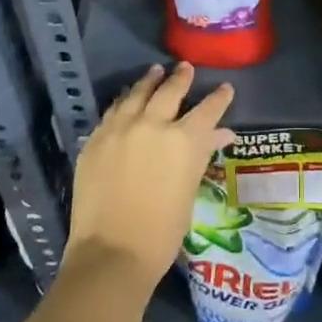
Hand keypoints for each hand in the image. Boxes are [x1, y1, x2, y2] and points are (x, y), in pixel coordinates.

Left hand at [64, 62, 233, 292]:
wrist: (111, 253)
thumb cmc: (161, 232)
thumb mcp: (189, 192)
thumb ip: (201, 156)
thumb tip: (221, 134)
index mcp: (184, 140)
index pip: (208, 110)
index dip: (219, 98)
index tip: (225, 88)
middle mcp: (154, 124)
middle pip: (170, 91)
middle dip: (181, 78)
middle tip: (185, 68)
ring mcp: (121, 128)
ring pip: (138, 93)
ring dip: (149, 81)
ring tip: (155, 72)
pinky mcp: (97, 138)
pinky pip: (114, 110)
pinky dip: (125, 101)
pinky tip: (127, 98)